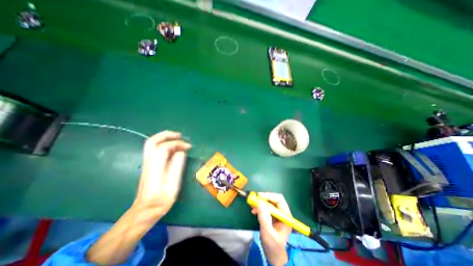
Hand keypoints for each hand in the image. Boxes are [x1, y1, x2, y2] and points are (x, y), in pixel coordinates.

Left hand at [87, 131, 190, 265]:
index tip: (188, 147)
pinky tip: (173, 149)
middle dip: (167, 135)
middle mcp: (149, 162)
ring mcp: (147, 163)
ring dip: (165, 138)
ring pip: (152, 144)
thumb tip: (181, 152)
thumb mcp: (172, 185)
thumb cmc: (161, 200)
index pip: (164, 147)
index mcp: (156, 167)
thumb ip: (177, 166)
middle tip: (180, 135)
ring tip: (178, 139)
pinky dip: (164, 144)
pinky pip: (155, 149)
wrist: (145, 211)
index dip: (177, 144)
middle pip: (152, 141)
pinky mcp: (149, 166)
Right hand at [251, 193, 291, 265]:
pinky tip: (254, 211)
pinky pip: (266, 207)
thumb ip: (264, 218)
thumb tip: (259, 202)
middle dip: (264, 198)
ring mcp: (277, 214)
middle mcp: (282, 213)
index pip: (279, 200)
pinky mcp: (272, 216)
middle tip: (255, 199)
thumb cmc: (273, 246)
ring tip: (252, 206)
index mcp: (286, 216)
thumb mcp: (267, 232)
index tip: (259, 196)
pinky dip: (259, 207)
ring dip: (260, 203)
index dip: (269, 196)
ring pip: (269, 202)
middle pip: (274, 199)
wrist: (273, 255)